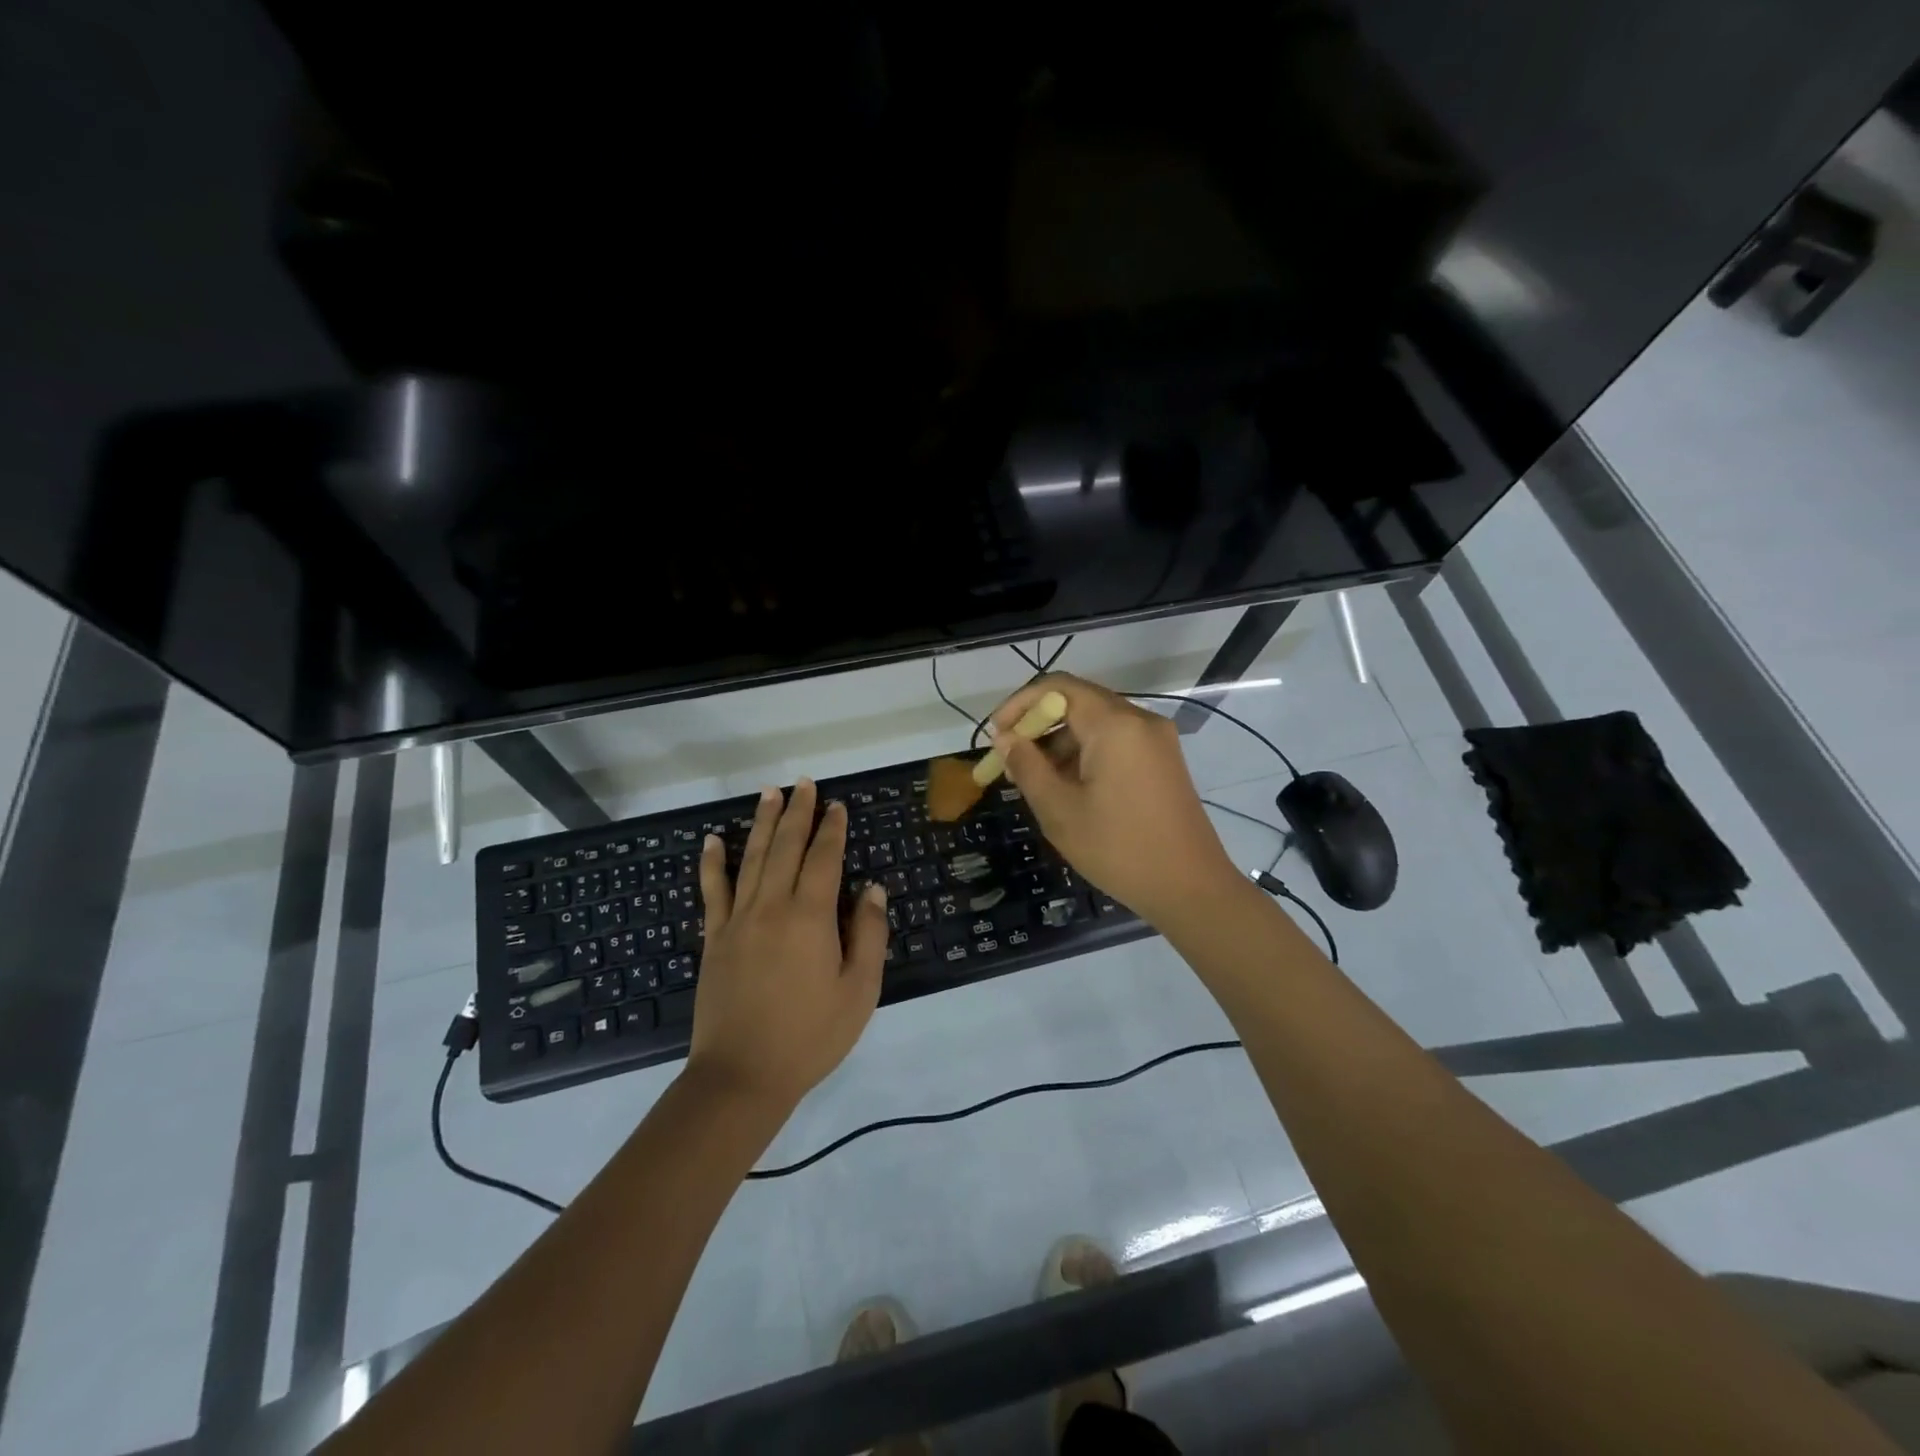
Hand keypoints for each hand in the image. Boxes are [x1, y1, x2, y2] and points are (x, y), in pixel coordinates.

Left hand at [688, 779, 888, 1111]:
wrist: (742, 1076)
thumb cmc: (810, 1036)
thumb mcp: (859, 991)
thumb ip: (869, 935)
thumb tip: (872, 889)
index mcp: (810, 917)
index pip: (823, 859)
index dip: (832, 829)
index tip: (837, 805)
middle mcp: (772, 907)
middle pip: (785, 848)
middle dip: (797, 813)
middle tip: (803, 783)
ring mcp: (737, 920)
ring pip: (750, 859)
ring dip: (761, 823)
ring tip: (769, 793)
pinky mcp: (714, 939)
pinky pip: (712, 891)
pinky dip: (712, 863)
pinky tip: (711, 841)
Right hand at [989, 674, 1240, 926]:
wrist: (1191, 889)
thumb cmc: (1118, 849)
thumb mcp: (1060, 810)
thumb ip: (1027, 766)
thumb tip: (1005, 738)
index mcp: (1115, 725)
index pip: (1057, 687)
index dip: (1020, 704)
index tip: (997, 736)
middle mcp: (1140, 720)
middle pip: (1078, 702)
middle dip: (1038, 726)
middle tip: (1010, 761)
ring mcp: (1156, 740)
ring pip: (1096, 723)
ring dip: (1060, 742)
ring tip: (1033, 780)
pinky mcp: (1163, 760)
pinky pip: (1116, 741)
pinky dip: (1085, 753)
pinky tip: (1067, 786)